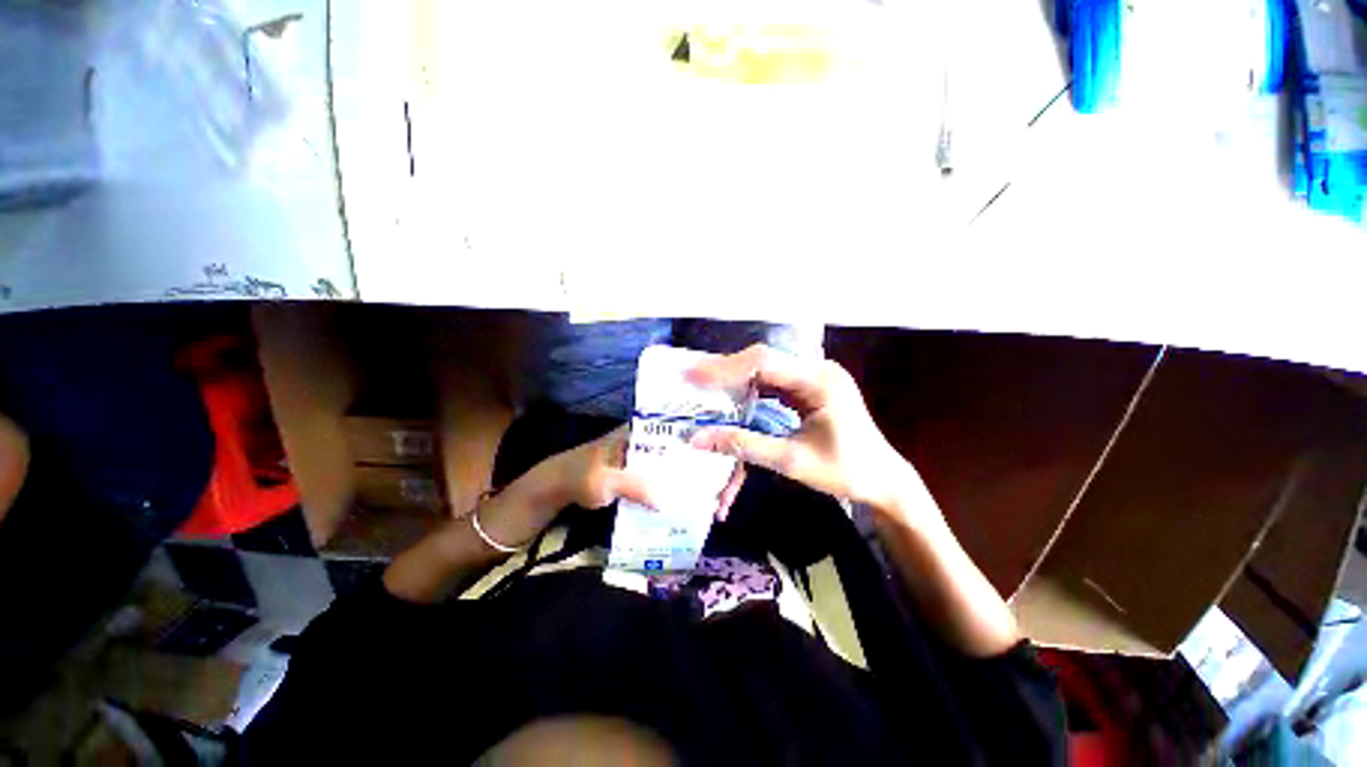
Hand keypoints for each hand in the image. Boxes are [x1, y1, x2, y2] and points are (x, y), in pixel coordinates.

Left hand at [534, 423, 746, 518]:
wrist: (559, 489)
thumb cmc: (579, 475)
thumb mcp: (602, 480)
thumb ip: (631, 486)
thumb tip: (666, 501)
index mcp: (645, 428)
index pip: (686, 424)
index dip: (711, 437)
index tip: (728, 458)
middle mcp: (655, 438)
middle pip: (695, 444)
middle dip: (715, 465)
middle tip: (728, 493)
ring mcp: (654, 456)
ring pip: (689, 462)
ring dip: (706, 480)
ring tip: (721, 504)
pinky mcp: (651, 473)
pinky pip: (678, 478)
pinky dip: (690, 490)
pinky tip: (701, 507)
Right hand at [687, 345, 913, 511]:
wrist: (883, 480)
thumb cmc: (846, 472)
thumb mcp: (792, 462)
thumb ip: (745, 446)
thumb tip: (698, 440)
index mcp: (820, 381)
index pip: (764, 362)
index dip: (725, 367)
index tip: (692, 376)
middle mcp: (817, 370)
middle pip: (762, 360)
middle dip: (725, 370)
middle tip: (690, 379)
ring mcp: (814, 377)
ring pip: (764, 368)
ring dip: (734, 378)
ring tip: (702, 386)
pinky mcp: (809, 388)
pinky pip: (772, 381)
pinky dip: (748, 388)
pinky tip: (729, 395)